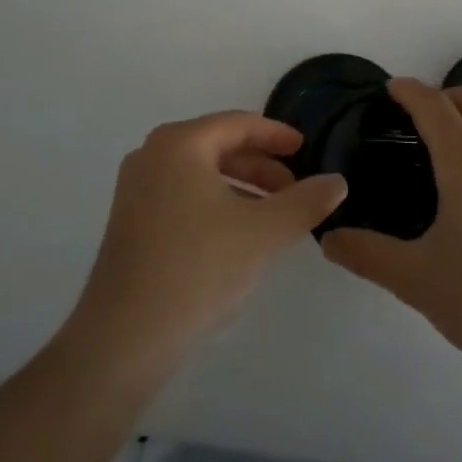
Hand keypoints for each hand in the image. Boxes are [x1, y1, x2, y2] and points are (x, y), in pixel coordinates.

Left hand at [67, 112, 347, 374]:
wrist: (124, 337)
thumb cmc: (197, 269)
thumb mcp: (263, 233)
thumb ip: (306, 202)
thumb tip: (338, 181)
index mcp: (179, 143)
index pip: (238, 124)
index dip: (276, 135)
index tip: (305, 149)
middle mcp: (151, 154)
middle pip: (218, 146)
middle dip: (260, 165)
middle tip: (294, 187)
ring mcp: (135, 188)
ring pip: (200, 173)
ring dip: (241, 187)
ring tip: (273, 215)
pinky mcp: (130, 220)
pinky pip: (182, 194)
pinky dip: (215, 203)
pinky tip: (237, 235)